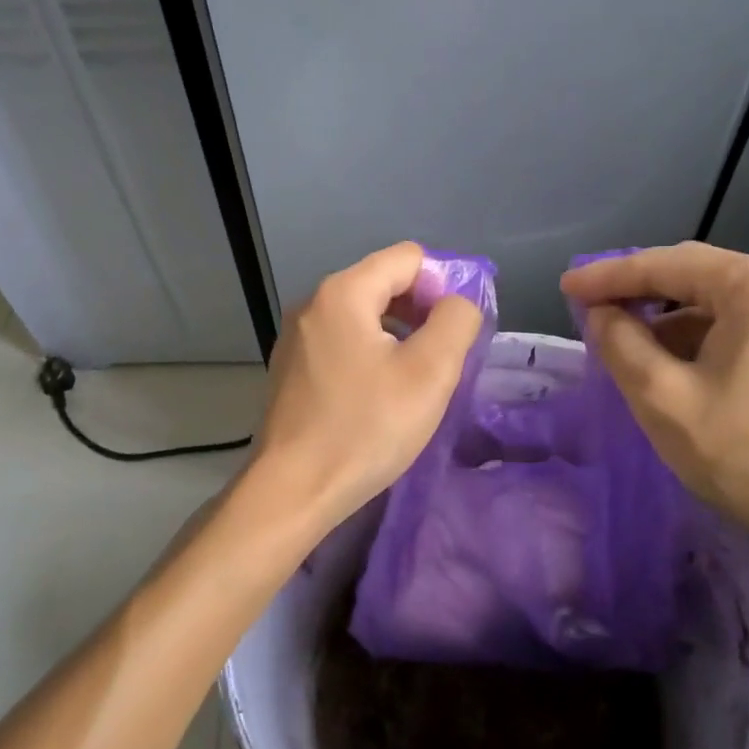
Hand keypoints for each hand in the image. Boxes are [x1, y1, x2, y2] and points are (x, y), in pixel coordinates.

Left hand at [253, 242, 483, 527]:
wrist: (293, 491)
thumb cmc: (365, 429)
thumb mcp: (430, 373)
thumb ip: (455, 321)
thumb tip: (457, 302)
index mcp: (342, 293)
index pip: (408, 258)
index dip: (443, 284)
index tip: (456, 331)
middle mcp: (313, 304)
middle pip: (382, 282)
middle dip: (421, 309)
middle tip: (443, 357)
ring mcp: (296, 337)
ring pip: (363, 314)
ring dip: (398, 334)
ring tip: (416, 378)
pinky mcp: (291, 367)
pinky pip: (342, 341)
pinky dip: (370, 353)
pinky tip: (379, 394)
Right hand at [560, 243, 748, 586]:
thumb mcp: (665, 400)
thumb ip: (621, 345)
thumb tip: (603, 314)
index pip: (666, 264)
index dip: (608, 275)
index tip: (566, 286)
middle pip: (699, 276)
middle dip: (642, 293)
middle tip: (593, 310)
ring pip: (727, 306)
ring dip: (675, 321)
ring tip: (633, 350)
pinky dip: (710, 341)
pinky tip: (686, 371)